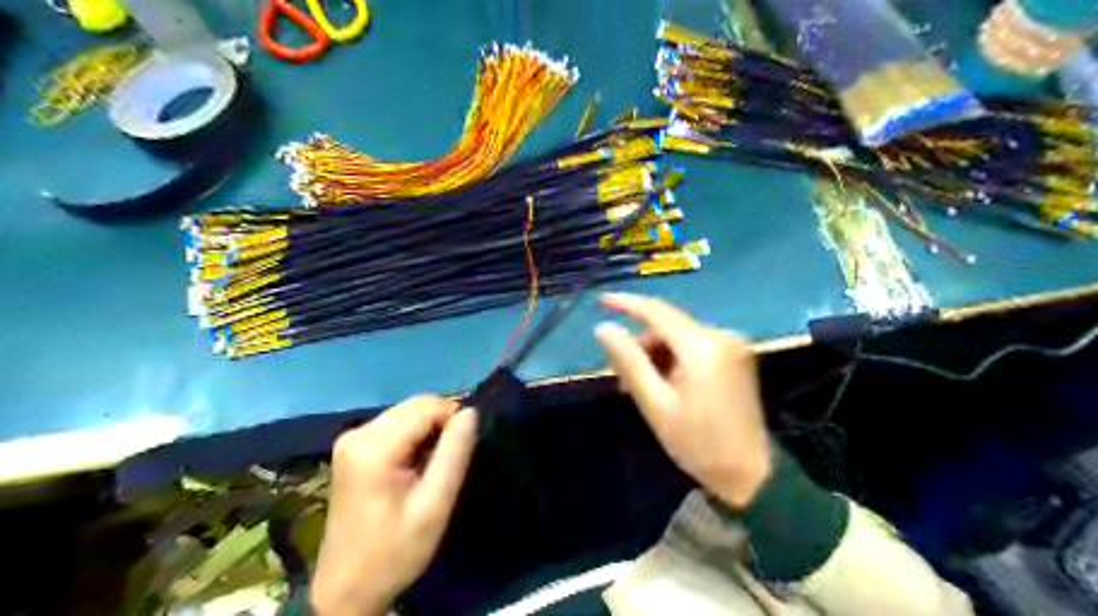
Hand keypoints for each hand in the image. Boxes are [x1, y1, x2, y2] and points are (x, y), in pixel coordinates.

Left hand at [312, 396, 478, 614]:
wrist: (346, 587)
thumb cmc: (395, 550)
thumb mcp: (434, 506)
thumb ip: (454, 454)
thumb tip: (471, 413)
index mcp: (374, 446)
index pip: (428, 406)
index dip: (454, 419)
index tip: (465, 450)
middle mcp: (358, 433)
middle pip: (415, 406)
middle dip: (441, 423)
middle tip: (452, 459)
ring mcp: (351, 438)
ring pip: (406, 412)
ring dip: (428, 430)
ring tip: (434, 465)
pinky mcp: (351, 447)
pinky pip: (394, 425)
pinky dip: (413, 436)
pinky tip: (415, 465)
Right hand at [592, 293, 770, 510]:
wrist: (752, 475)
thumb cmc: (698, 443)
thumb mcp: (656, 404)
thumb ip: (629, 362)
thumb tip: (603, 328)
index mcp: (702, 346)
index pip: (657, 312)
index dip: (627, 304)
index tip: (601, 300)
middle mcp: (721, 335)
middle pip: (669, 326)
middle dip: (642, 346)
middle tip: (623, 381)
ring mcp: (733, 345)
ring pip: (681, 336)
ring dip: (658, 355)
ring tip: (645, 389)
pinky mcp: (738, 357)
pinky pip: (696, 346)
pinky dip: (676, 359)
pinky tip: (668, 384)